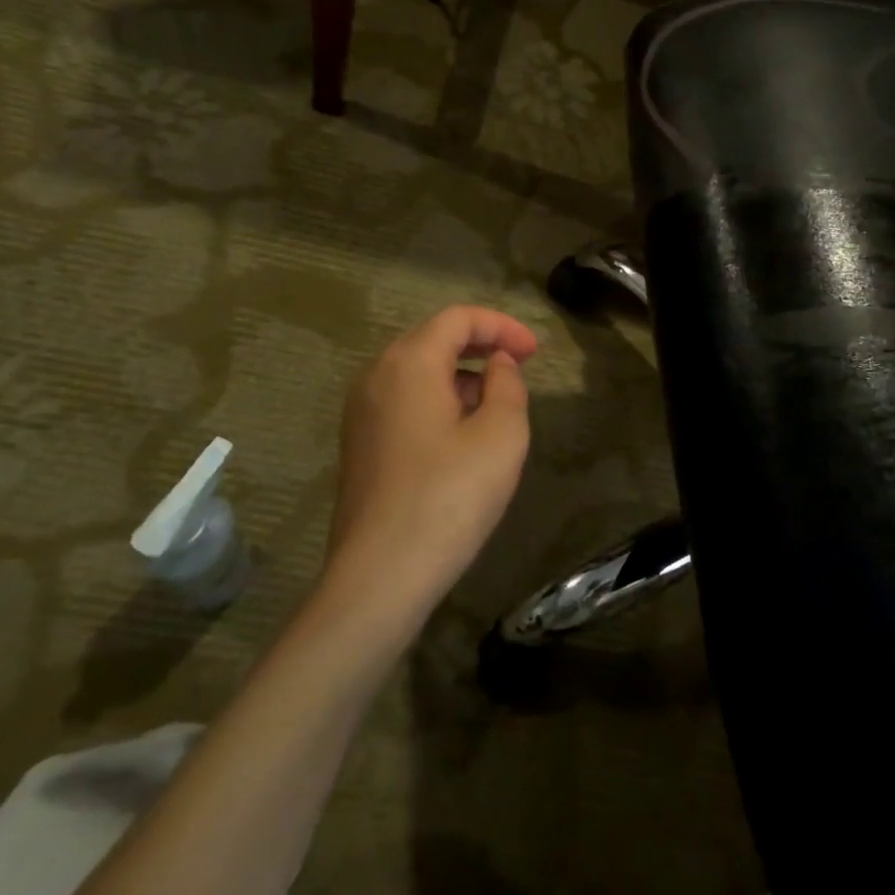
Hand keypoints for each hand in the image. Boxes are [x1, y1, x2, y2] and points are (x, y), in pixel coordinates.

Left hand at [329, 306, 539, 611]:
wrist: (379, 577)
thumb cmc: (448, 498)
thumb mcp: (501, 435)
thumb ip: (507, 385)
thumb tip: (496, 365)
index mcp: (409, 362)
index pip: (458, 318)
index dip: (502, 326)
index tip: (535, 352)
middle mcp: (376, 375)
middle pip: (433, 338)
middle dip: (481, 346)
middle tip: (519, 368)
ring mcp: (361, 410)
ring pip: (417, 370)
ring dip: (460, 375)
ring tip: (495, 406)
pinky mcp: (359, 442)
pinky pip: (403, 400)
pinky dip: (437, 399)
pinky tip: (460, 436)